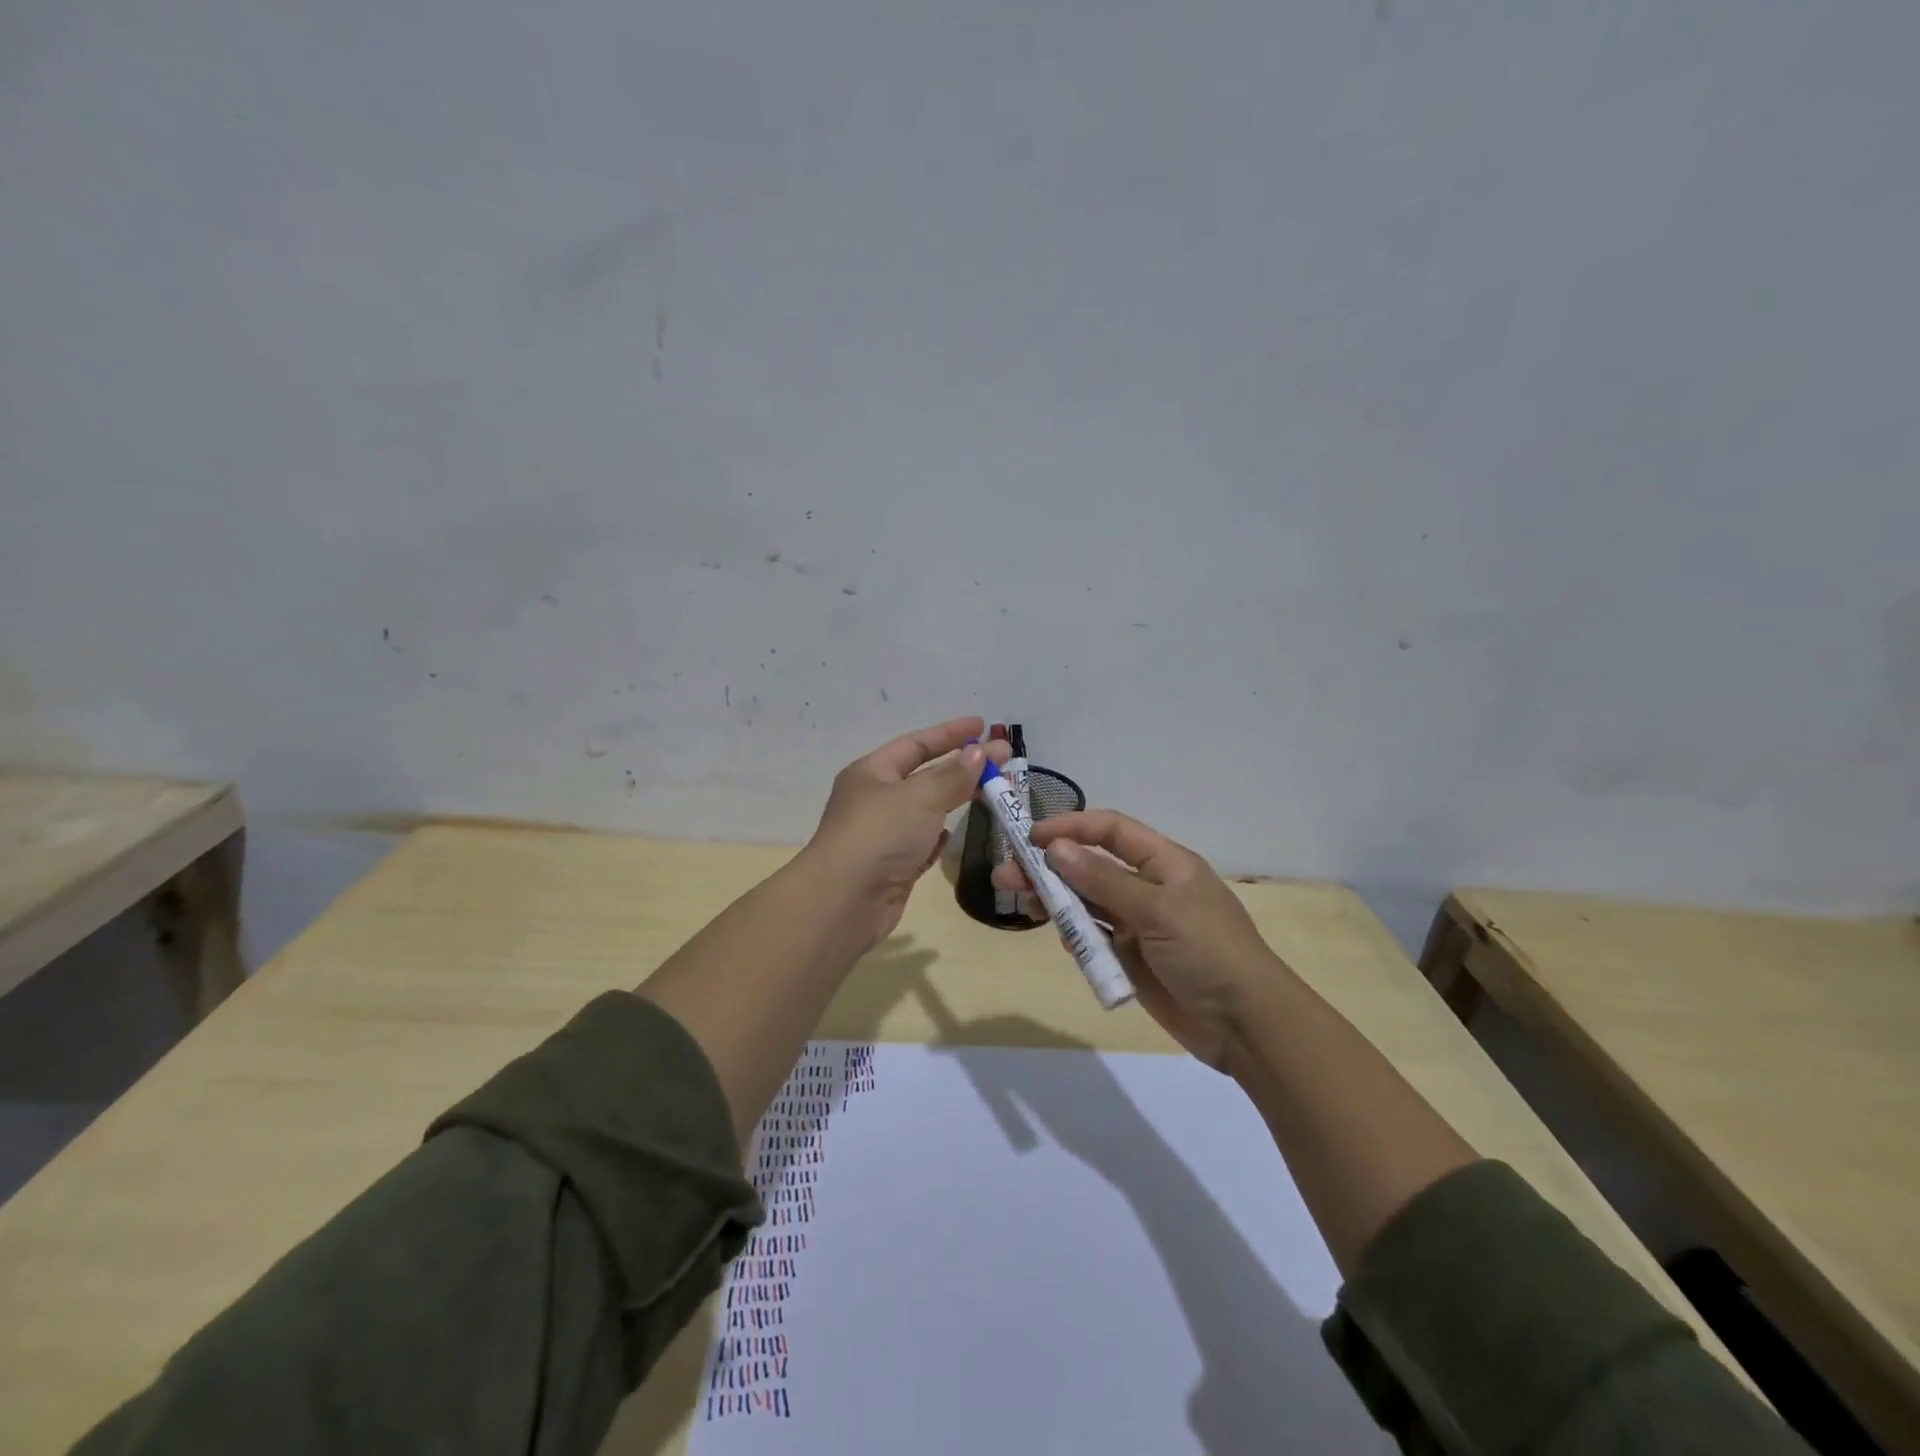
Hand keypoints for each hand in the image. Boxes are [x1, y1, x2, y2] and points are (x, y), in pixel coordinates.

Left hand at [803, 716, 1009, 947]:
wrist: (844, 901)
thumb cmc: (880, 835)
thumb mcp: (920, 796)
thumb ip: (953, 775)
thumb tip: (979, 752)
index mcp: (872, 772)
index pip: (916, 744)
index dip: (950, 733)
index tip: (983, 726)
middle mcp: (875, 799)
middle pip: (925, 775)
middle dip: (962, 766)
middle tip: (1002, 759)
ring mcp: (883, 835)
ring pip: (926, 810)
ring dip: (954, 799)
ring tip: (990, 791)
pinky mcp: (893, 867)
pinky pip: (921, 843)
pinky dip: (938, 836)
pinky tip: (954, 833)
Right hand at [992, 810, 1286, 1070]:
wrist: (1246, 1025)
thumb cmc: (1208, 951)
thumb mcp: (1158, 909)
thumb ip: (1104, 880)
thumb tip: (1056, 848)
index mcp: (1166, 864)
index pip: (1111, 831)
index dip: (1071, 828)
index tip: (1030, 836)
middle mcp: (1150, 888)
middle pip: (1091, 868)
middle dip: (1050, 868)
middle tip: (1006, 875)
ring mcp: (1140, 925)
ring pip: (1087, 904)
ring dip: (1055, 902)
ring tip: (1020, 903)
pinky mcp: (1133, 959)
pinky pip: (1096, 939)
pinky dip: (1077, 937)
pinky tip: (1065, 941)